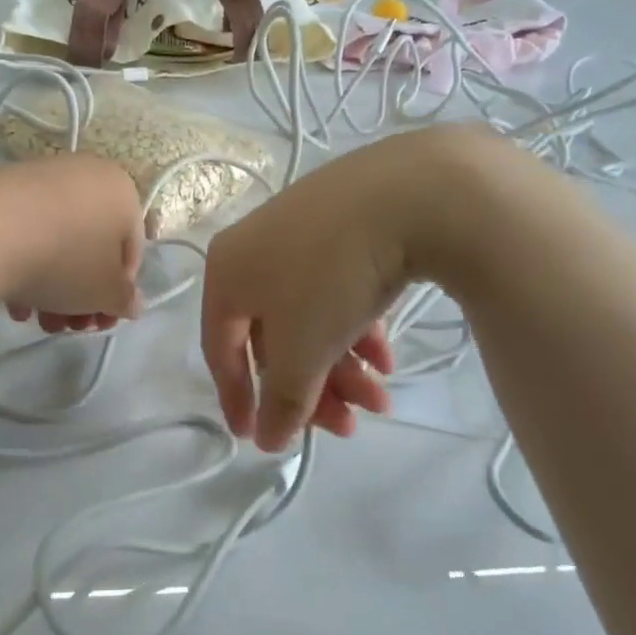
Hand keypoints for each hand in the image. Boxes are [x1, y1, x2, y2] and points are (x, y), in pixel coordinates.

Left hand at [0, 156, 146, 328]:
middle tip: (70, 327)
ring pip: (58, 243)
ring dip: (54, 289)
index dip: (119, 292)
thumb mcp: (105, 292)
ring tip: (39, 321)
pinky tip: (14, 302)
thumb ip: (124, 299)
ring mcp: (40, 179)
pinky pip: (25, 233)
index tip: (101, 320)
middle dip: (82, 295)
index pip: (131, 250)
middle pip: (91, 248)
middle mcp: (84, 175)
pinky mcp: (0, 190)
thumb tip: (131, 303)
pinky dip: (25, 267)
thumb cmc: (65, 260)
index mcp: (121, 190)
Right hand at [202, 129, 496, 450]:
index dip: (237, 399)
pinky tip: (387, 357)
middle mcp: (255, 249)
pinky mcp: (347, 222)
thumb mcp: (301, 350)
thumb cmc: (332, 277)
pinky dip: (356, 328)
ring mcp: (303, 231)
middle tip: (347, 429)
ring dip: (341, 367)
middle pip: (274, 338)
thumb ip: (281, 401)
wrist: (414, 192)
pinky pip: (338, 289)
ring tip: (381, 401)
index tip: (257, 439)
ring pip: (310, 317)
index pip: (221, 349)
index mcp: (226, 273)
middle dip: (310, 389)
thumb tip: (266, 442)